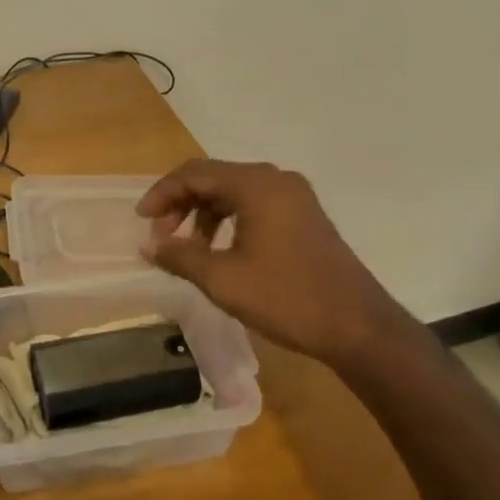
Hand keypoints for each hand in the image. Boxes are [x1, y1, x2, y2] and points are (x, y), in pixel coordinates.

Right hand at [137, 159, 419, 368]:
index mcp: (256, 185)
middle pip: (214, 177)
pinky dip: (229, 220)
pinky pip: (255, 204)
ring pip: (234, 191)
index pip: (194, 173)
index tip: (142, 221)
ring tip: (189, 248)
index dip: (162, 194)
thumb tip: (148, 245)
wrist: (358, 326)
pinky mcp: (304, 215)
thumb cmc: (287, 298)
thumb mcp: (223, 280)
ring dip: (204, 213)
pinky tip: (222, 250)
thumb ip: (180, 256)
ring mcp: (294, 196)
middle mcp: (275, 179)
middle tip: (161, 236)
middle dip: (182, 204)